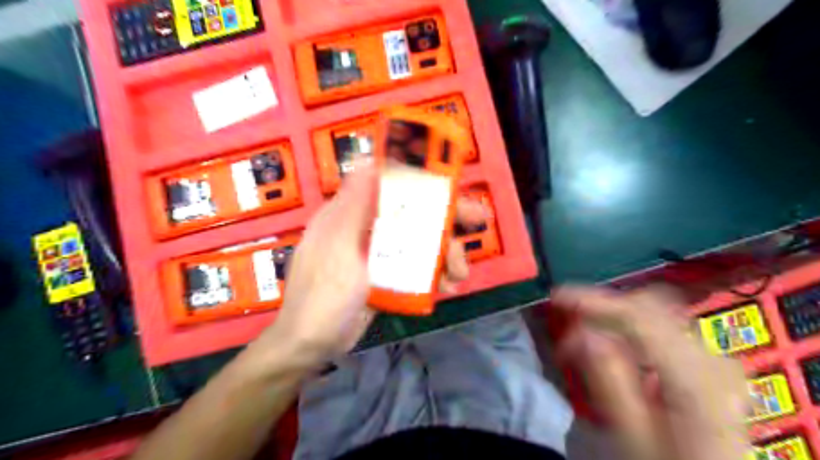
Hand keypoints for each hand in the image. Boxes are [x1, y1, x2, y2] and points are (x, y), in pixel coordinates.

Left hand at [259, 167, 485, 367]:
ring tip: (459, 274)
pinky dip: (433, 274)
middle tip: (479, 221)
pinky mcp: (384, 278)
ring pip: (417, 242)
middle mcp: (366, 229)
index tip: (452, 185)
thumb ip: (354, 205)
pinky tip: (447, 286)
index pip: (391, 186)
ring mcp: (376, 255)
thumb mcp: (338, 247)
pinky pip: (414, 268)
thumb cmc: (322, 295)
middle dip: (446, 219)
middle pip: (411, 214)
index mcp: (351, 214)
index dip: (422, 181)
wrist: (311, 346)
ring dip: (444, 253)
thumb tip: (368, 160)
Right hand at [550, 286, 747, 459]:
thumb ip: (609, 381)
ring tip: (583, 340)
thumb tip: (583, 333)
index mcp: (698, 379)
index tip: (557, 297)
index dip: (595, 300)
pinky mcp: (706, 362)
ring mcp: (713, 358)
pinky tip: (611, 346)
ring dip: (614, 318)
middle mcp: (712, 360)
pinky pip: (662, 328)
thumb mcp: (633, 436)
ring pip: (655, 313)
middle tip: (570, 325)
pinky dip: (630, 329)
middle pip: (650, 307)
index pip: (642, 317)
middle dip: (604, 308)